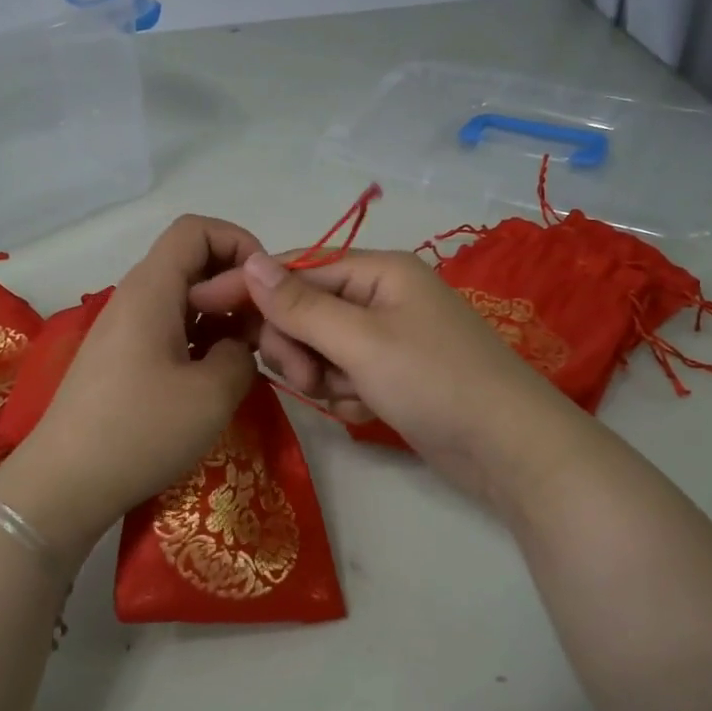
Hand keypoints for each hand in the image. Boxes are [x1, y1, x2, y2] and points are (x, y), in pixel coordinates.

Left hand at [0, 217, 261, 559]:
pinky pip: (169, 329)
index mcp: (152, 289)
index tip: (265, 289)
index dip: (239, 243)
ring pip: (183, 299)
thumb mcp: (213, 393)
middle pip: (191, 262)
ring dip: (220, 317)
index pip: (196, 229)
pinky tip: (215, 379)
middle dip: (235, 286)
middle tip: (263, 330)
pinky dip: (199, 340)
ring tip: (247, 357)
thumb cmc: (141, 431)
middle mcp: (134, 298)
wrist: (64, 485)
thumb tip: (234, 344)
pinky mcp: (120, 360)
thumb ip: (241, 352)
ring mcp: (124, 330)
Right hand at [191, 249, 580, 503]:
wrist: (509, 450)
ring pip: (321, 348)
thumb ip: (302, 304)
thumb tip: (251, 260)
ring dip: (322, 375)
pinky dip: (346, 394)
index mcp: (378, 271)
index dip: (252, 287)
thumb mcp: (361, 341)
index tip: (203, 306)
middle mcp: (382, 297)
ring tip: (348, 397)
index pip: (297, 268)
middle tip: (307, 378)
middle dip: (298, 346)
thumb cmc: (435, 381)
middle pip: (306, 310)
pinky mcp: (394, 375)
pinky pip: (344, 375)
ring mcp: (389, 338)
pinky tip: (368, 410)